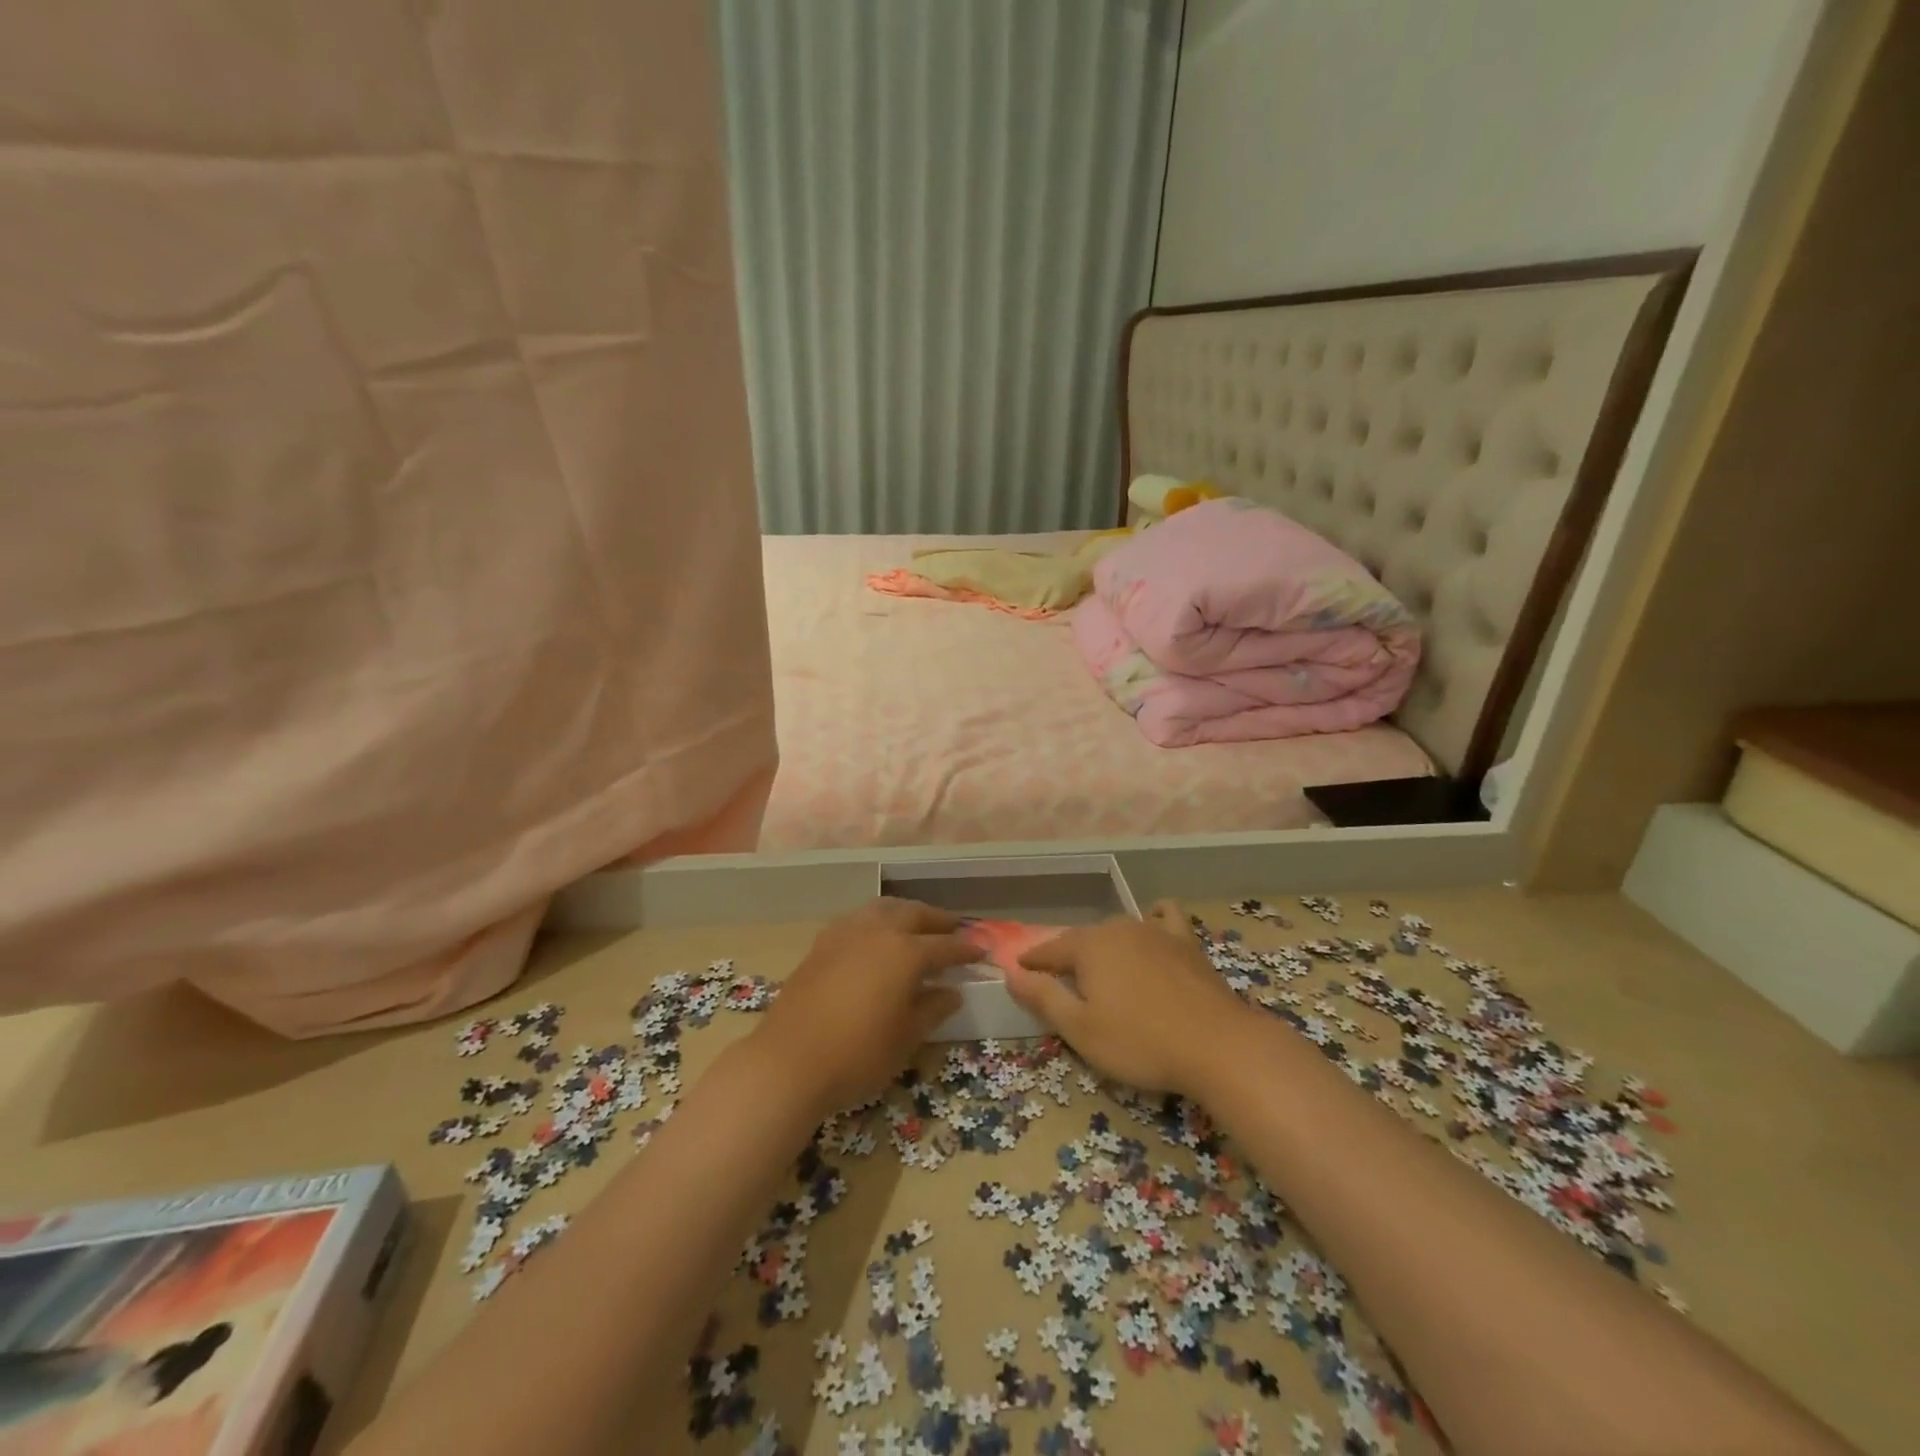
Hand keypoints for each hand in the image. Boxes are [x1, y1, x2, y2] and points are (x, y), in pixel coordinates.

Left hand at [748, 898, 973, 1116]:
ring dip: (905, 912)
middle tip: (953, 928)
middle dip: (937, 919)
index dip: (965, 949)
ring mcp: (846, 933)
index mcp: (905, 953)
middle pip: (914, 914)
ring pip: (883, 908)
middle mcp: (878, 932)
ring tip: (916, 924)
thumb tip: (952, 992)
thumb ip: (932, 1009)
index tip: (981, 951)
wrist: (789, 1062)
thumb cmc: (857, 1055)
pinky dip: (876, 919)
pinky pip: (858, 918)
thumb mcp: (905, 1038)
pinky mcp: (822, 943)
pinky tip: (876, 935)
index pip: (944, 946)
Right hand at [1004, 901, 1249, 1096]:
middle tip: (1060, 979)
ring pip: (1119, 929)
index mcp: (1089, 947)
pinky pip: (1165, 917)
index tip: (1019, 969)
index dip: (1032, 962)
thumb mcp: (1080, 1029)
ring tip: (1101, 966)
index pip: (1050, 950)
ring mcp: (1156, 931)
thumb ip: (1043, 998)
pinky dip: (1153, 918)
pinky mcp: (1187, 943)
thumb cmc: (1140, 1042)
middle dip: (1067, 956)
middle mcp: (1119, 928)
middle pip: (1083, 939)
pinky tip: (1152, 927)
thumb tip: (1011, 973)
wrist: (1218, 1046)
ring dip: (1104, 945)